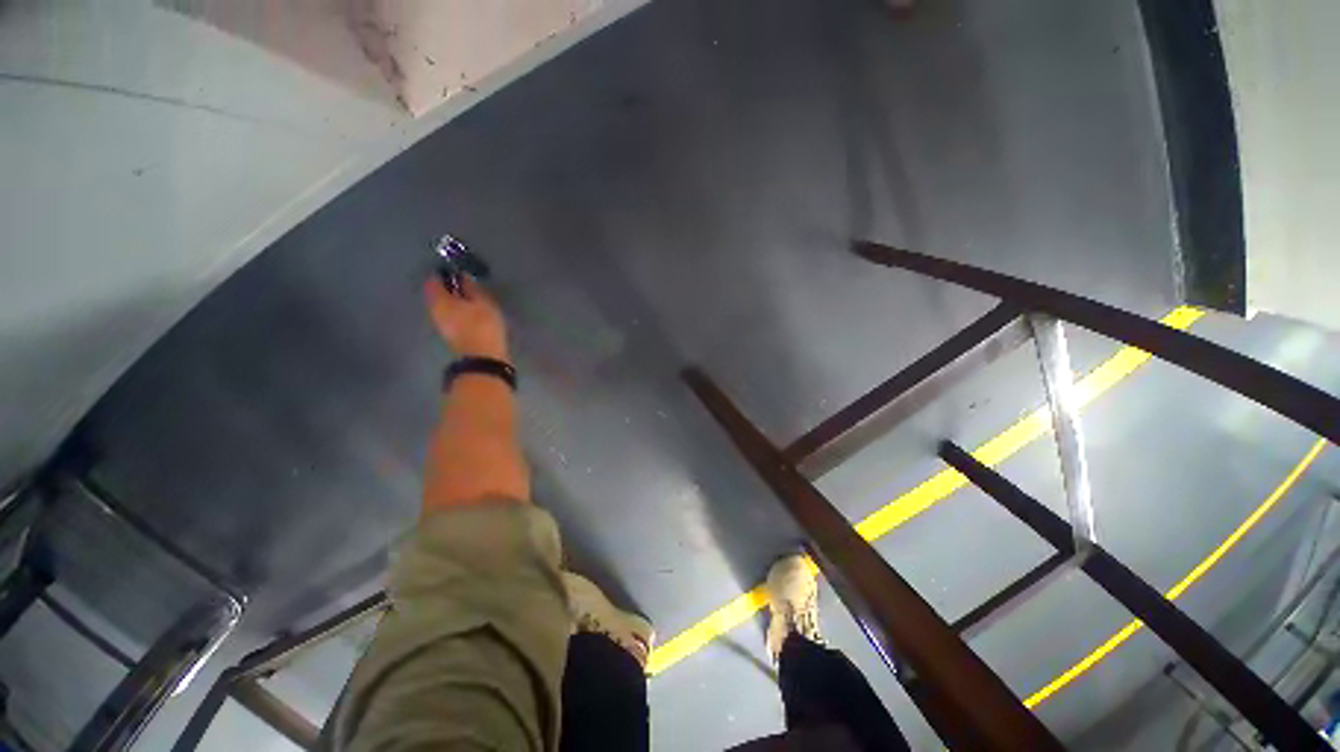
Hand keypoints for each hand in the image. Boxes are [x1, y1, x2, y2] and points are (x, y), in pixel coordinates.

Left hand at [424, 276, 508, 359]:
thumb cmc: (483, 326)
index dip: (443, 273)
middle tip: (465, 284)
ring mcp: (441, 325)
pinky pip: (450, 317)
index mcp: (439, 300)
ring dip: (453, 301)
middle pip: (436, 294)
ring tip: (471, 299)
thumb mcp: (483, 302)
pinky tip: (471, 313)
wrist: (483, 358)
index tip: (455, 271)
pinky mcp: (450, 335)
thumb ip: (472, 287)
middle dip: (448, 288)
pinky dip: (457, 311)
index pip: (433, 280)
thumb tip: (462, 276)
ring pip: (443, 306)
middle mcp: (434, 311)